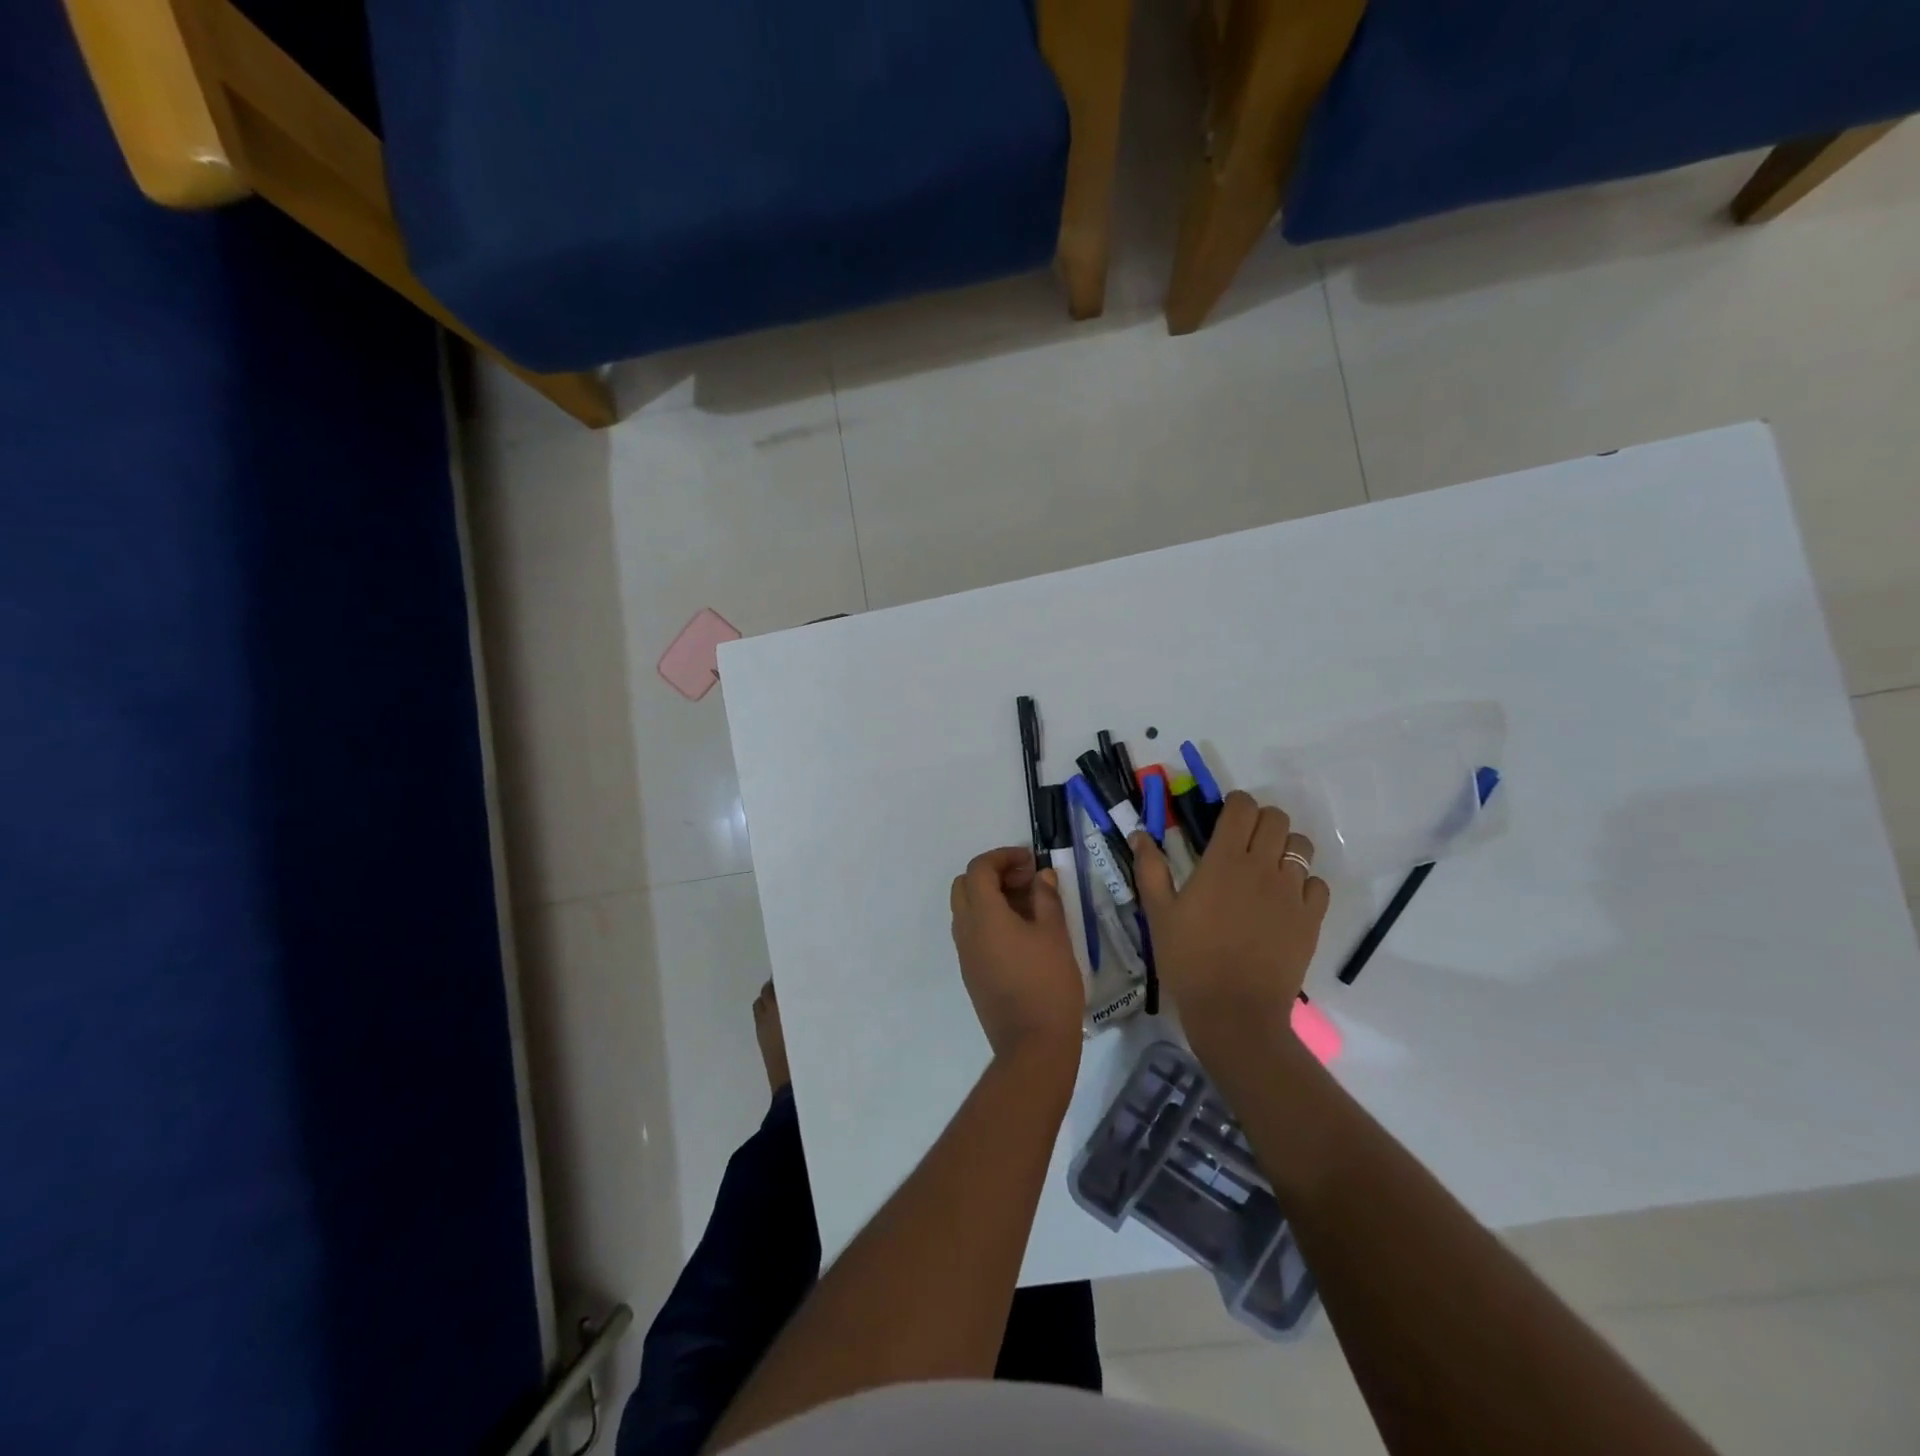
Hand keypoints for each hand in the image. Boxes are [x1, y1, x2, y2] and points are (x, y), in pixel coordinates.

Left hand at [950, 847, 1084, 1069]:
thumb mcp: (1055, 934)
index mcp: (983, 915)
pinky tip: (1022, 932)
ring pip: (967, 909)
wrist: (1032, 1044)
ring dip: (991, 897)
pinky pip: (972, 932)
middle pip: (965, 885)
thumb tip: (1041, 876)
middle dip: (993, 875)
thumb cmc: (1047, 983)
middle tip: (1027, 881)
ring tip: (1029, 905)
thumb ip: (1046, 898)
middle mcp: (965, 930)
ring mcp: (965, 953)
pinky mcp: (971, 972)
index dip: (1003, 857)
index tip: (1030, 861)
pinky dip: (990, 919)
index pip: (979, 869)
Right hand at [1131, 792, 1329, 1053]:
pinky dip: (1304, 883)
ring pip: (1301, 846)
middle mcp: (1263, 866)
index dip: (1235, 804)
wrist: (1234, 1012)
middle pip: (1277, 818)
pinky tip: (1285, 900)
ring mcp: (1292, 892)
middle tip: (1244, 842)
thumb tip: (1140, 834)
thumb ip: (1150, 869)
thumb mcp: (1158, 914)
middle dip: (1261, 821)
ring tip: (1267, 869)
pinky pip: (1317, 883)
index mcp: (1224, 860)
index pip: (1242, 807)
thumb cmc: (1189, 960)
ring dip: (1285, 848)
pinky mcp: (1311, 918)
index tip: (1224, 818)